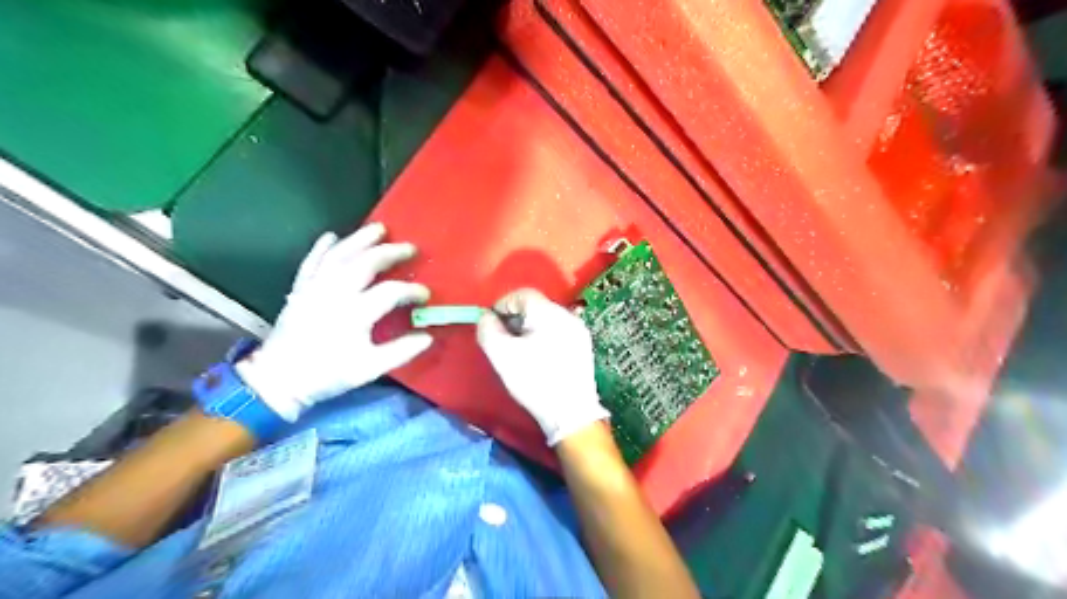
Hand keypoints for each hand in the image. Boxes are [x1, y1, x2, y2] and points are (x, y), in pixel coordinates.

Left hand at [234, 223, 431, 421]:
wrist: (278, 379)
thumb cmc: (327, 374)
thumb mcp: (369, 369)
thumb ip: (400, 352)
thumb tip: (427, 337)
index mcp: (355, 314)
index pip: (391, 292)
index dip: (412, 291)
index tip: (425, 295)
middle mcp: (335, 293)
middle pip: (366, 263)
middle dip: (390, 252)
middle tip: (410, 247)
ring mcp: (314, 288)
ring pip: (339, 255)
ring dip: (360, 239)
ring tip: (378, 228)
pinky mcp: (300, 289)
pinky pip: (311, 261)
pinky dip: (322, 247)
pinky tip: (332, 236)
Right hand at [477, 287, 609, 447]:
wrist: (571, 413)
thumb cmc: (534, 381)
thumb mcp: (501, 355)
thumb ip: (488, 329)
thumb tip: (486, 317)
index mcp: (549, 312)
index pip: (522, 294)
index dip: (503, 305)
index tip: (492, 325)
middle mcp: (567, 315)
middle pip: (535, 305)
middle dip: (515, 318)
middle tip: (503, 340)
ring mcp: (579, 331)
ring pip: (547, 319)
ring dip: (529, 329)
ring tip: (519, 351)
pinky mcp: (583, 346)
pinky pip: (558, 332)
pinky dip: (544, 338)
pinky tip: (538, 359)